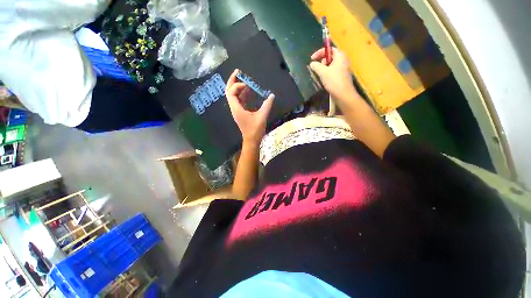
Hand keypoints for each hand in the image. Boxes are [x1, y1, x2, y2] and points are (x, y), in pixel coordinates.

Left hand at [225, 69, 274, 145]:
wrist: (251, 140)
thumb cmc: (255, 130)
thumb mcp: (262, 116)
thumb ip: (267, 105)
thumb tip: (272, 95)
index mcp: (236, 109)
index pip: (231, 93)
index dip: (237, 86)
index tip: (248, 85)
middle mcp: (234, 108)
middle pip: (228, 92)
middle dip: (232, 81)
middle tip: (237, 72)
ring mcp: (237, 110)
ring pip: (233, 96)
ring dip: (237, 87)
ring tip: (244, 79)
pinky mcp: (240, 113)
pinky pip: (239, 100)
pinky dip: (242, 94)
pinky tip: (248, 91)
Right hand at [309, 47, 357, 99]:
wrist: (343, 94)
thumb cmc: (333, 81)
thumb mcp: (323, 72)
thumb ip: (316, 66)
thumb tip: (312, 63)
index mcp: (340, 56)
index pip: (329, 49)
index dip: (319, 52)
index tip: (312, 59)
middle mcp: (343, 60)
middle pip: (330, 57)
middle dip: (322, 61)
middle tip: (317, 68)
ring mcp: (343, 68)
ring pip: (331, 65)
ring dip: (323, 68)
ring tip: (320, 75)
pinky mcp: (341, 76)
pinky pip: (333, 71)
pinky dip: (327, 73)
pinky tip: (324, 80)